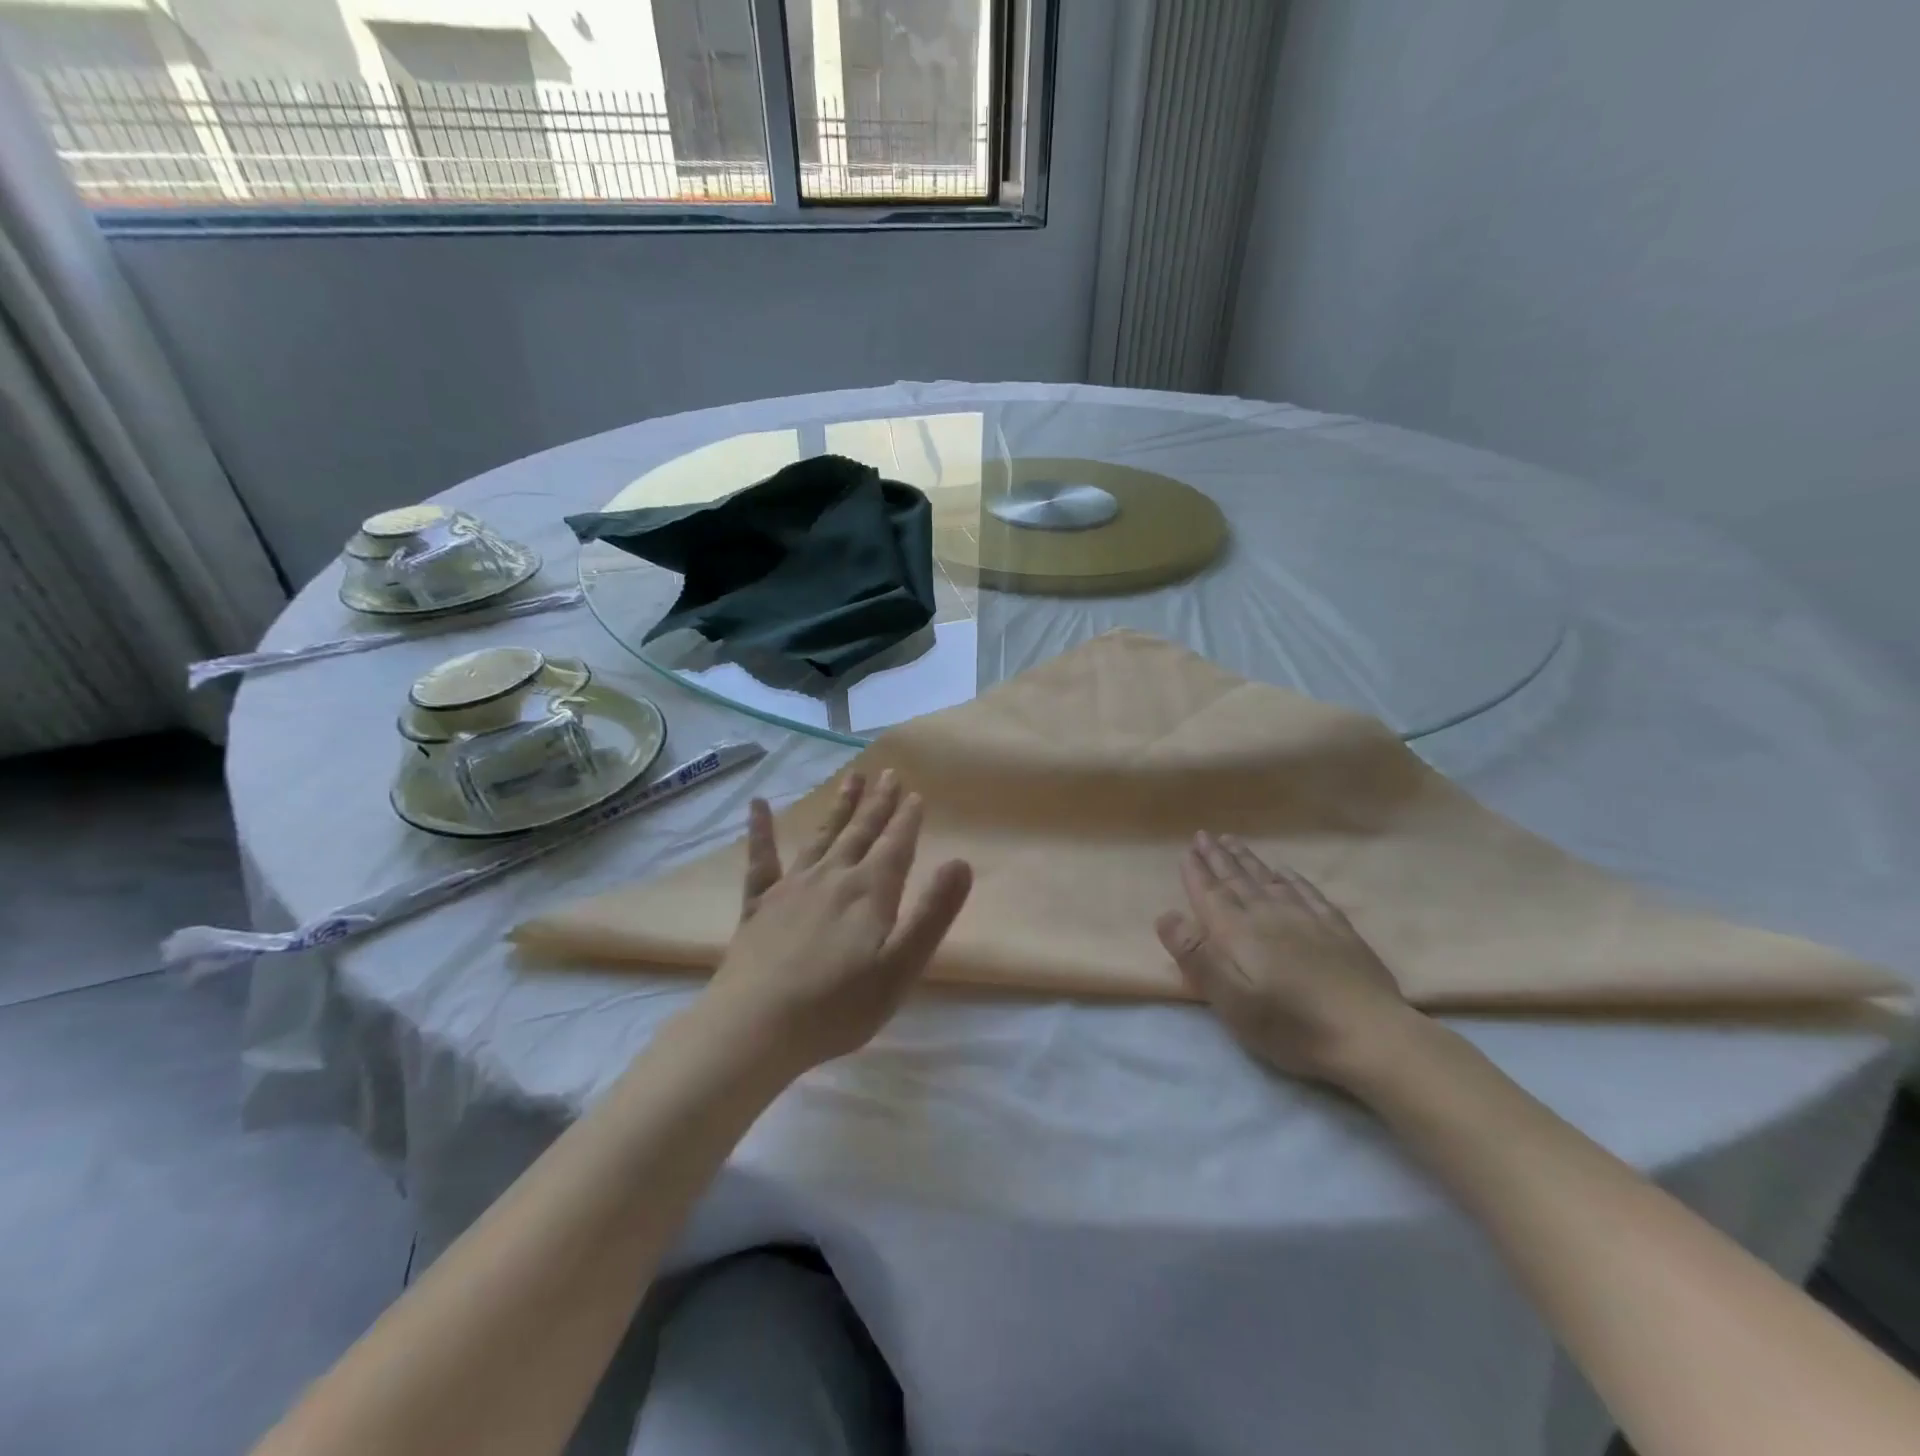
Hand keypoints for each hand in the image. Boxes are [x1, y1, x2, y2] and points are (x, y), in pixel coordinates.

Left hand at [704, 769, 972, 1072]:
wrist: (755, 1026)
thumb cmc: (837, 1007)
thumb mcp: (900, 968)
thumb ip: (932, 914)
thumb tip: (961, 862)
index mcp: (870, 893)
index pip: (895, 846)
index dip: (907, 820)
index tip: (915, 794)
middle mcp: (833, 878)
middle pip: (861, 833)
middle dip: (878, 804)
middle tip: (888, 773)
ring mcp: (792, 887)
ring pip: (822, 837)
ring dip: (839, 807)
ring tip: (851, 778)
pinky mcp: (759, 905)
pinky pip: (762, 859)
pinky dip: (761, 830)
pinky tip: (758, 804)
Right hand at [1156, 833, 1416, 1086]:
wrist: (1369, 1035)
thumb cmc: (1290, 1025)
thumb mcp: (1230, 1000)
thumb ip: (1196, 956)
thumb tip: (1166, 914)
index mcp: (1238, 932)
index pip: (1210, 894)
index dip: (1197, 873)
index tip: (1187, 850)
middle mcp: (1268, 915)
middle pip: (1237, 880)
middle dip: (1218, 858)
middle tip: (1205, 835)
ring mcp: (1306, 919)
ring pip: (1268, 880)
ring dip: (1248, 860)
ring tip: (1233, 842)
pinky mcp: (1337, 930)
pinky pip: (1308, 892)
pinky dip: (1292, 878)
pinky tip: (1285, 871)